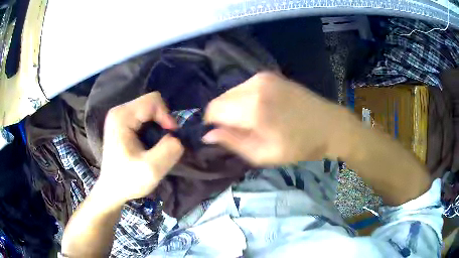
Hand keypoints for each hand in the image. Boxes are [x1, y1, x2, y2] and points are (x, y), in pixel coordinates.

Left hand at [97, 92, 183, 204]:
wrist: (112, 190)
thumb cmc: (127, 181)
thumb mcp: (151, 170)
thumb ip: (169, 150)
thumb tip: (177, 139)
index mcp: (122, 117)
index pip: (153, 101)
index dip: (167, 116)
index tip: (171, 137)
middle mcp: (119, 111)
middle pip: (151, 103)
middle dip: (163, 120)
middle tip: (165, 141)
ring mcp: (119, 117)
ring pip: (149, 109)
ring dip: (159, 124)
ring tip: (158, 143)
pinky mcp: (122, 123)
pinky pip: (144, 117)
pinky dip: (153, 127)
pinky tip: (150, 142)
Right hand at [203, 72, 349, 165]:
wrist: (329, 125)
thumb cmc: (299, 146)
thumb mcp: (264, 155)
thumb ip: (232, 143)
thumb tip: (208, 135)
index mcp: (253, 107)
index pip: (213, 109)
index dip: (211, 123)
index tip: (222, 135)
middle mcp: (254, 85)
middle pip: (220, 99)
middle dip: (223, 116)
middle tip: (241, 131)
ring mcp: (262, 76)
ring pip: (231, 92)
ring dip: (234, 107)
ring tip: (254, 121)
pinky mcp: (269, 74)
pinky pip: (244, 87)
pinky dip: (244, 99)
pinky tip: (262, 109)